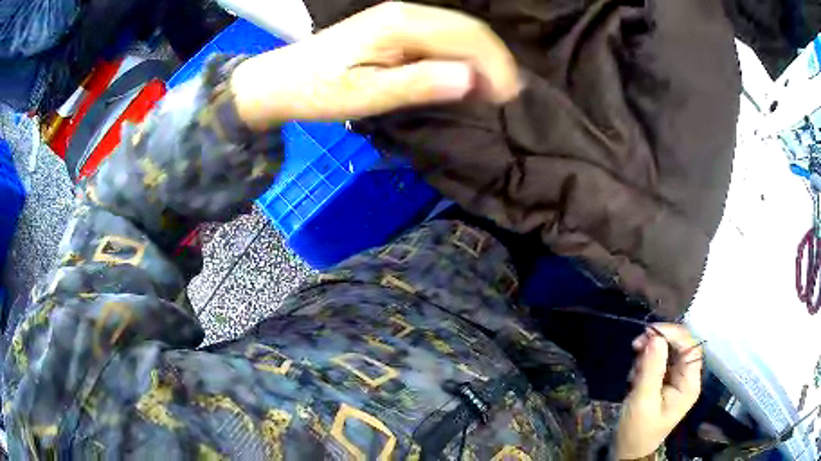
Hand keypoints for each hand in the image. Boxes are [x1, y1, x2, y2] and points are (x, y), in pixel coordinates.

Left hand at [230, 1, 521, 129]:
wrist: (285, 80)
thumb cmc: (321, 91)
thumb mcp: (367, 95)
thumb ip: (419, 83)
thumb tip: (472, 80)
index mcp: (402, 24)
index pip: (468, 36)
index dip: (496, 65)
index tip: (508, 99)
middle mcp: (408, 12)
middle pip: (470, 29)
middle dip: (496, 62)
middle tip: (506, 98)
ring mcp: (403, 16)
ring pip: (461, 30)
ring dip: (483, 58)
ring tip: (492, 91)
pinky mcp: (398, 27)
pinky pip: (445, 35)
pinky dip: (464, 55)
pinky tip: (467, 76)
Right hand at [615, 324, 702, 458]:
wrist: (627, 451)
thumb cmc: (637, 430)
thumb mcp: (643, 400)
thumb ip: (651, 368)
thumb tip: (655, 337)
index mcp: (689, 384)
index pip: (691, 347)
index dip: (674, 333)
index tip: (650, 331)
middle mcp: (686, 378)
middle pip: (679, 347)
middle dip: (658, 343)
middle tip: (636, 345)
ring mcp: (675, 380)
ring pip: (667, 352)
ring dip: (649, 354)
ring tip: (633, 370)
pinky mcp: (664, 383)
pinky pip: (658, 362)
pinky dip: (645, 363)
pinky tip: (634, 376)